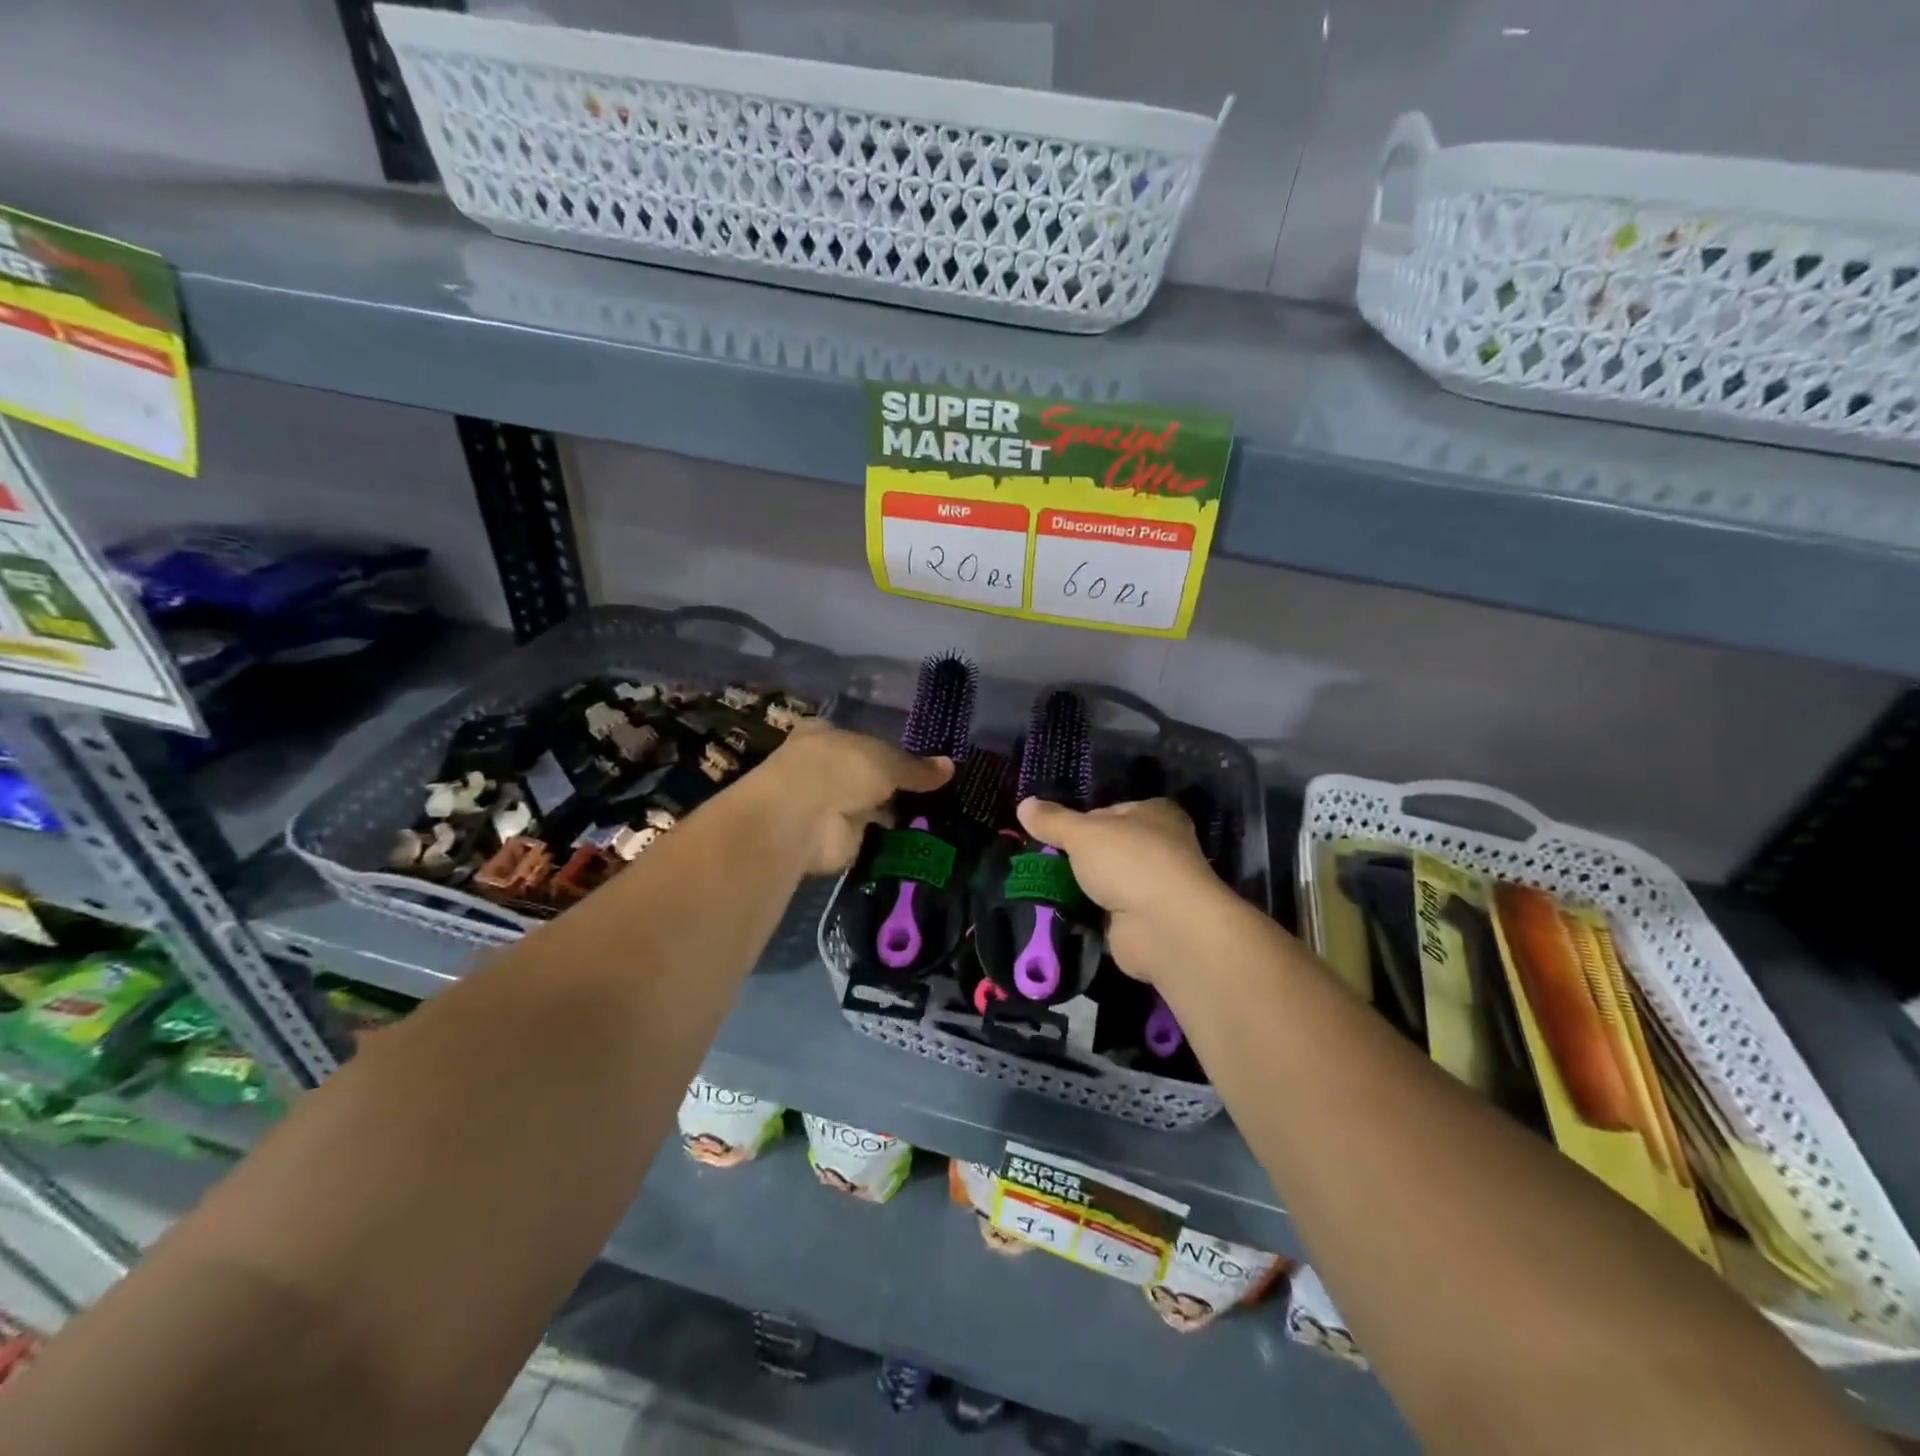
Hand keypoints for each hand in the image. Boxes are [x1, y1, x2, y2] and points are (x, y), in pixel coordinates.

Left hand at [760, 722, 951, 874]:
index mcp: (825, 734)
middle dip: (894, 783)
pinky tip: (921, 837)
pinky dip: (891, 838)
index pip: (860, 737)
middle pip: (866, 773)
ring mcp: (827, 804)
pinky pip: (871, 835)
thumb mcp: (887, 760)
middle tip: (935, 790)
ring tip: (937, 814)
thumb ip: (916, 767)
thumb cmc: (840, 769)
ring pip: (869, 804)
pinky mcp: (835, 838)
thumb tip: (950, 766)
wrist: (802, 819)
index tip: (918, 758)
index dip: (887, 746)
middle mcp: (823, 767)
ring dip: (894, 811)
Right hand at [1015, 797, 1231, 984]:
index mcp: (1154, 814)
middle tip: (1041, 862)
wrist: (1164, 927)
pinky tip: (1060, 915)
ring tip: (1042, 889)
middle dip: (1077, 858)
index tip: (1052, 833)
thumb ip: (1052, 820)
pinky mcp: (1144, 922)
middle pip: (1106, 848)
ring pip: (1105, 882)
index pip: (1109, 811)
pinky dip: (1086, 916)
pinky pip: (1105, 914)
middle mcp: (1160, 846)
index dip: (1080, 821)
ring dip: (1080, 889)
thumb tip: (1024, 804)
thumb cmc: (1128, 862)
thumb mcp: (1082, 833)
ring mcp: (1153, 887)